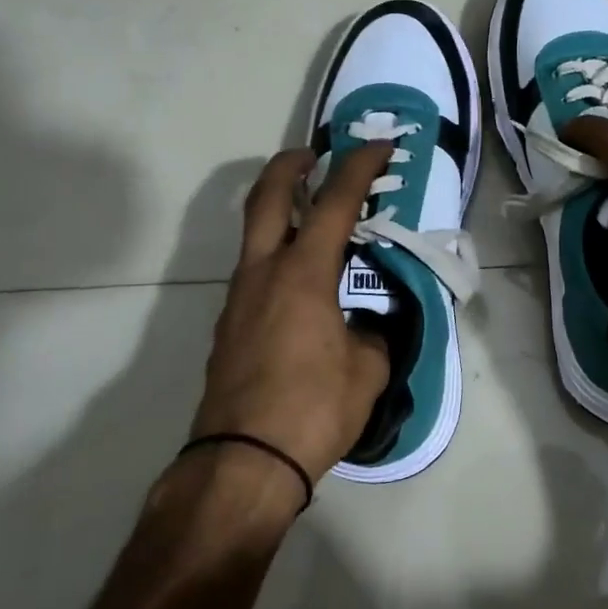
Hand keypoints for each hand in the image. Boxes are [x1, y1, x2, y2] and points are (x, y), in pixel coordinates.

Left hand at [190, 144, 393, 483]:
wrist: (243, 463)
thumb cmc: (314, 408)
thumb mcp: (367, 369)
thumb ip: (372, 335)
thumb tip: (364, 328)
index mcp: (303, 274)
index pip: (335, 202)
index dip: (359, 166)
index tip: (378, 145)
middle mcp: (263, 274)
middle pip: (266, 198)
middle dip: (289, 167)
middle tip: (312, 156)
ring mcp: (238, 301)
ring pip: (255, 238)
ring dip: (282, 216)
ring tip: (317, 226)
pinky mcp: (229, 329)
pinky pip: (255, 276)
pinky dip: (278, 260)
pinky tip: (304, 290)